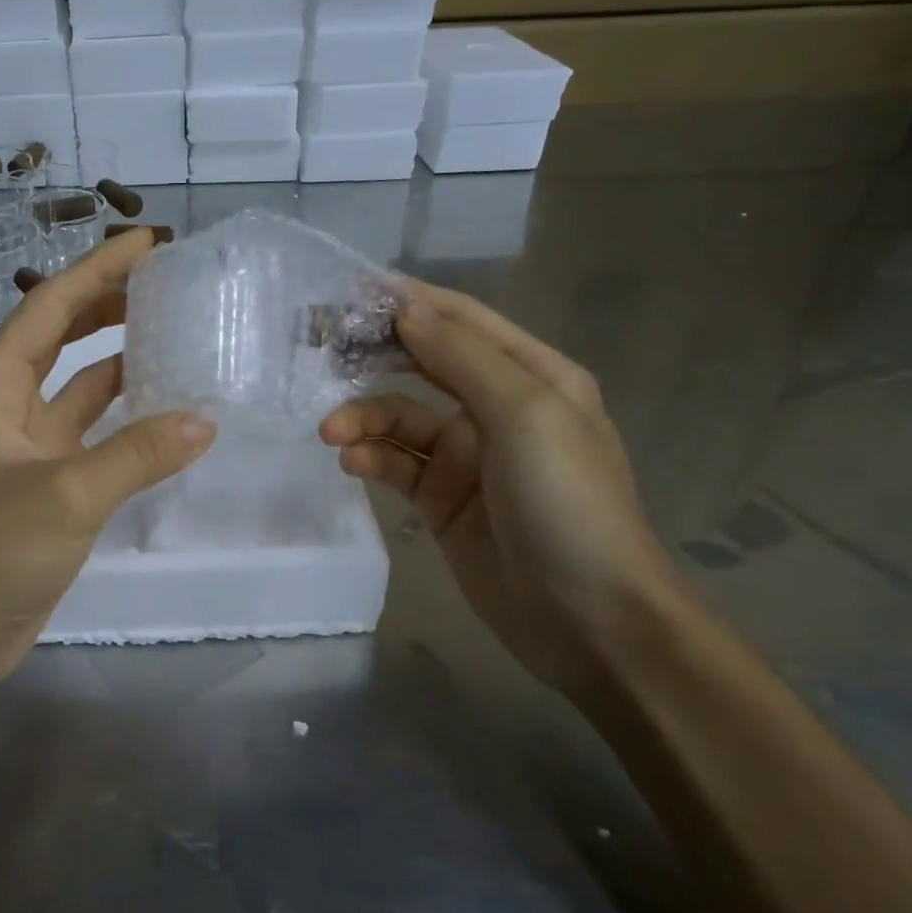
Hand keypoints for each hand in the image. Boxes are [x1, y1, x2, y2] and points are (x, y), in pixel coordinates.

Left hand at [0, 229, 215, 696]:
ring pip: (81, 383)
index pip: (50, 306)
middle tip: (168, 282)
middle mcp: (7, 402)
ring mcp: (30, 443)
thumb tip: (205, 420)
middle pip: (62, 334)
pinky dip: (127, 415)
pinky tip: (168, 408)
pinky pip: (94, 430)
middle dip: (108, 303)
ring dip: (120, 356)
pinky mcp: (51, 480)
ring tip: (175, 331)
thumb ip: (137, 455)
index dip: (97, 270)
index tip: (147, 243)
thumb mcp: (65, 494)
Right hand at [320, 283, 680, 699]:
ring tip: (332, 431)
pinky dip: (370, 457)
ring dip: (364, 417)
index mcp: (532, 376)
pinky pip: (395, 464)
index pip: (462, 321)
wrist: (590, 621)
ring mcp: (467, 457)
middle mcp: (498, 408)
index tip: (350, 292)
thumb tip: (406, 309)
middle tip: (321, 346)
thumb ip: (462, 356)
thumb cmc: (566, 501)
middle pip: (425, 364)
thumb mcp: (524, 413)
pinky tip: (351, 462)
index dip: (410, 301)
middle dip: (376, 354)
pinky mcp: (441, 500)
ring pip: (400, 418)